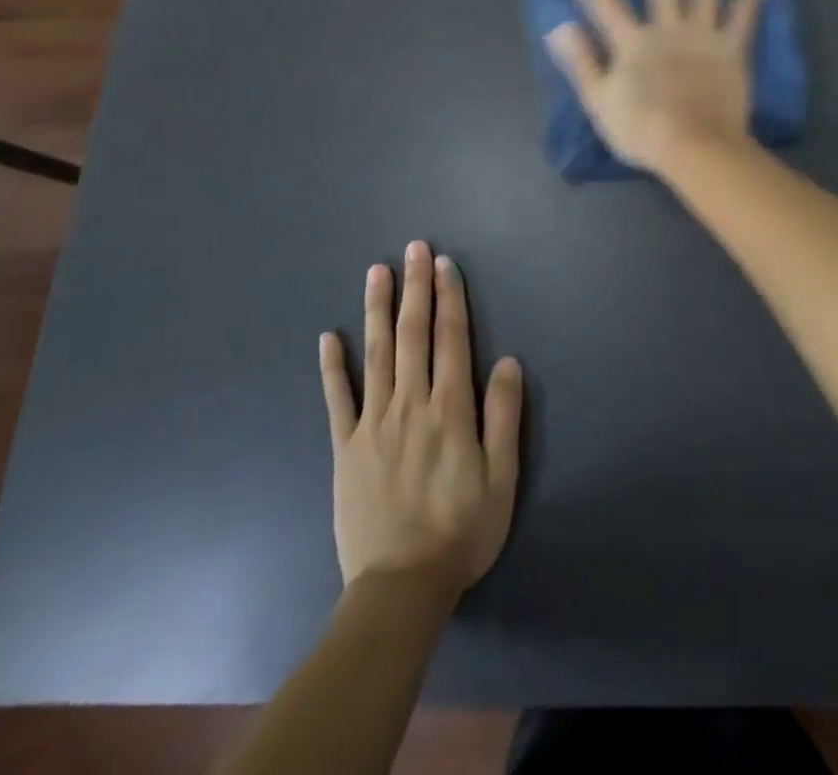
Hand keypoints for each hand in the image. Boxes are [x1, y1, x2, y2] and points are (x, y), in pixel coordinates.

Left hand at [320, 242, 523, 596]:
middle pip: (413, 334)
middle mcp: (410, 404)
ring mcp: (373, 423)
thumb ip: (503, 417)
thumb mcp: (502, 479)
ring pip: (376, 354)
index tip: (444, 264)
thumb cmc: (461, 532)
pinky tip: (329, 336)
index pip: (451, 339)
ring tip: (377, 271)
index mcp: (450, 410)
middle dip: (416, 288)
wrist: (400, 589)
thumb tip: (508, 362)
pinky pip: (337, 398)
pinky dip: (333, 365)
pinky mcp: (346, 447)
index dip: (449, 298)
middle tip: (414, 248)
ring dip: (378, 309)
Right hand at [545, 0, 770, 172]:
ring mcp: (703, 36)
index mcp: (632, 42)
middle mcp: (668, 28)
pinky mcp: (732, 50)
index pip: (604, 1)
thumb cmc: (642, 131)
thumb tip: (559, 27)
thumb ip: (581, 63)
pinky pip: (744, 16)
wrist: (694, 149)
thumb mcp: (600, 102)